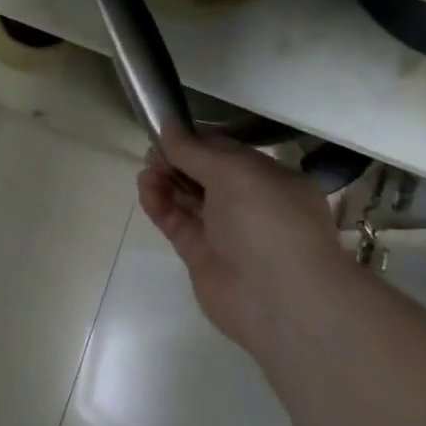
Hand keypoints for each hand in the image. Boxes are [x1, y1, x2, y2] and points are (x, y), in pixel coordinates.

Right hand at [137, 124, 345, 345]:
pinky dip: (159, 204)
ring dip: (166, 180)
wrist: (280, 299)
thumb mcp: (234, 172)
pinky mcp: (200, 255)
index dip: (197, 140)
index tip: (168, 131)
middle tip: (152, 150)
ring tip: (146, 168)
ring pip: (188, 198)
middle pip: (205, 174)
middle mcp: (249, 204)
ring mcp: (224, 231)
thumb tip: (169, 126)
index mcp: (270, 179)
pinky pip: (176, 222)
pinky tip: (145, 187)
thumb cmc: (269, 221)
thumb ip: (195, 150)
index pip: (227, 152)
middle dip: (178, 160)